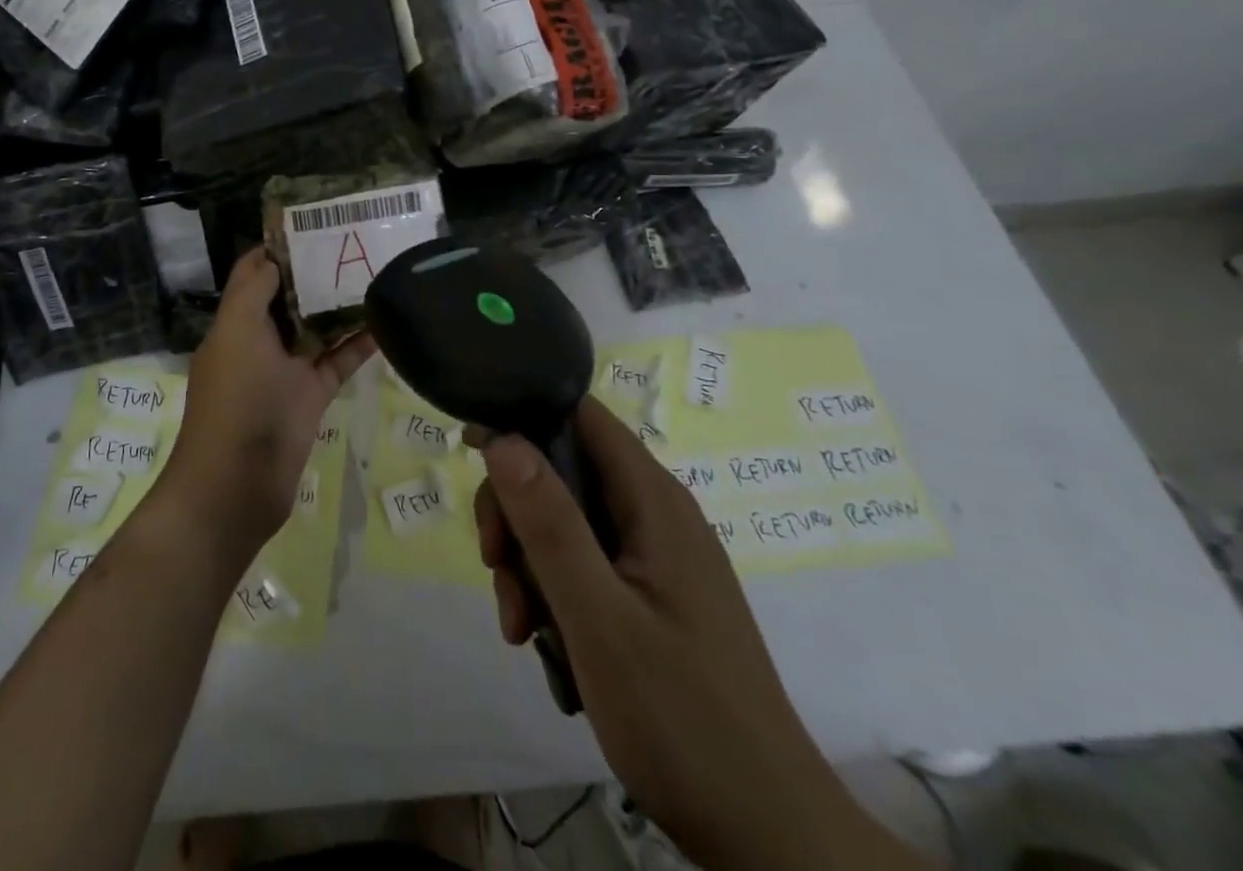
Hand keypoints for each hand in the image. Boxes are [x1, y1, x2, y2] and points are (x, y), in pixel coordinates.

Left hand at [161, 248, 372, 568]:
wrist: (236, 485)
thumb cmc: (234, 401)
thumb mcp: (237, 334)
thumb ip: (253, 291)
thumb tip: (272, 256)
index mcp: (236, 321)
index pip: (255, 271)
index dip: (279, 247)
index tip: (316, 224)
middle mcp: (259, 340)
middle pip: (289, 296)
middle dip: (317, 272)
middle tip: (358, 244)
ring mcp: (285, 370)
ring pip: (316, 328)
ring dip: (341, 306)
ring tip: (378, 274)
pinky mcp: (309, 396)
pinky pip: (337, 362)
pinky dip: (358, 345)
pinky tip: (387, 324)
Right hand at [473, 397, 929, 870]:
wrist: (770, 839)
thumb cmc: (681, 718)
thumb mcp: (598, 617)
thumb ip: (549, 523)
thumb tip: (502, 436)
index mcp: (652, 500)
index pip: (579, 414)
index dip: (523, 418)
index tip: (473, 450)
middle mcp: (655, 514)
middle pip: (562, 470)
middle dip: (517, 511)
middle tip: (495, 565)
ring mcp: (655, 558)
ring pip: (566, 522)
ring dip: (528, 561)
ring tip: (520, 626)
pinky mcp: (651, 597)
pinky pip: (584, 565)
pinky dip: (553, 591)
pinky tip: (543, 641)